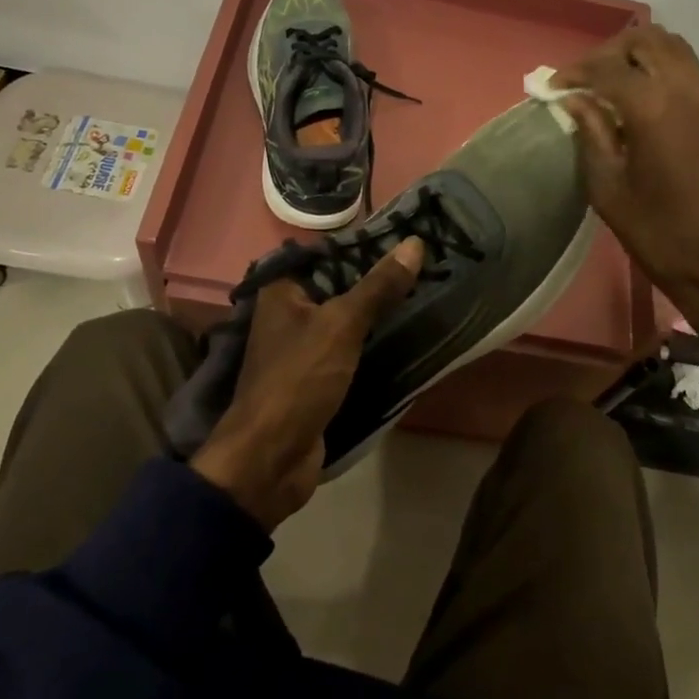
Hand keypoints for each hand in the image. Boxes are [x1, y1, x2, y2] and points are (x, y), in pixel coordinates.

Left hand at [191, 237, 424, 529]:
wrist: (270, 458)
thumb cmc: (298, 379)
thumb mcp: (341, 325)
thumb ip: (378, 286)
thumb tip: (415, 244)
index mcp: (282, 289)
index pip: (330, 253)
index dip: (368, 246)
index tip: (411, 239)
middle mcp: (289, 312)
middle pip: (341, 286)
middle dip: (380, 281)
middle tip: (427, 265)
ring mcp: (303, 346)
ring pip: (348, 319)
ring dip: (380, 312)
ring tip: (426, 293)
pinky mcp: (317, 376)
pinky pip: (351, 348)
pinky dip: (374, 342)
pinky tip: (408, 333)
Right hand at [554, 25, 698, 345]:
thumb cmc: (661, 234)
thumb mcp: (609, 189)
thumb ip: (591, 134)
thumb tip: (574, 99)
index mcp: (653, 107)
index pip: (606, 68)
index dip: (574, 73)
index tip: (551, 87)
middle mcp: (686, 86)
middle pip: (643, 40)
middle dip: (607, 53)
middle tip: (582, 81)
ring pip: (670, 46)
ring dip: (636, 55)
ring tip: (609, 85)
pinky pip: (687, 66)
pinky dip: (660, 67)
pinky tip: (641, 99)